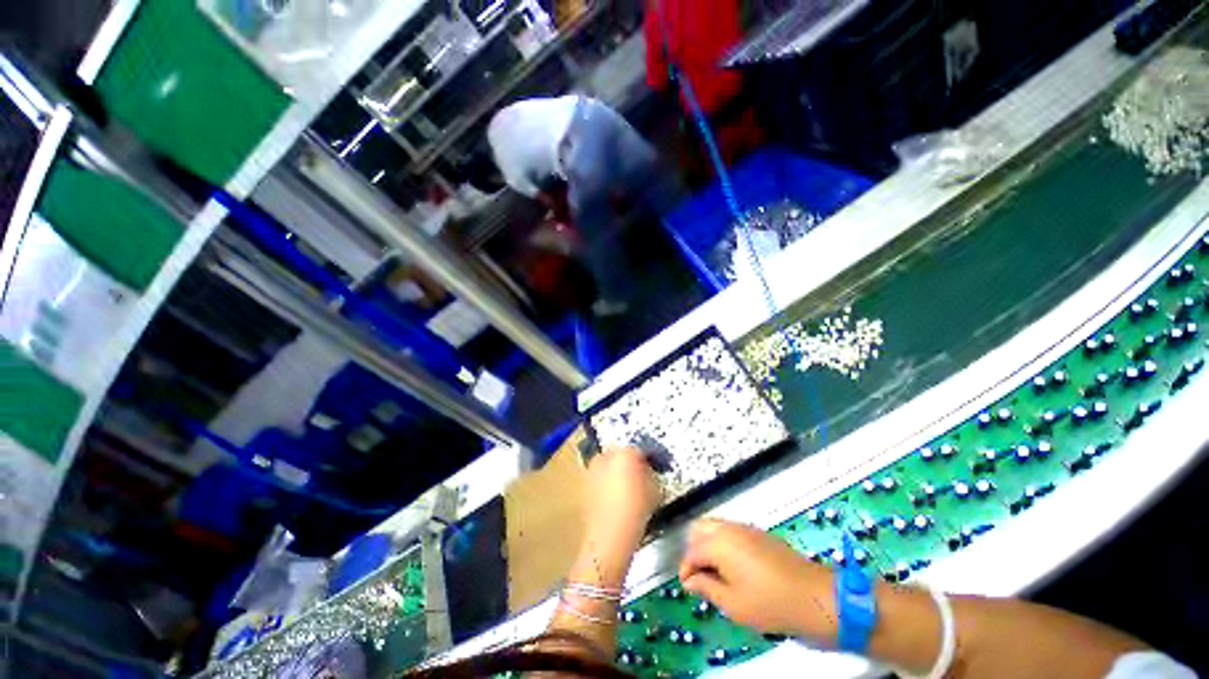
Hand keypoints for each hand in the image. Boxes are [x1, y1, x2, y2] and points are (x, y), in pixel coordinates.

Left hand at [582, 446, 662, 549]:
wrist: (611, 533)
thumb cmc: (636, 509)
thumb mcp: (654, 488)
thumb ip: (650, 473)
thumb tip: (646, 472)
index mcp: (625, 452)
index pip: (638, 449)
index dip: (646, 458)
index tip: (650, 467)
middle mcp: (606, 455)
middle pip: (620, 454)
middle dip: (627, 462)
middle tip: (638, 476)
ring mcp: (593, 469)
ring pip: (608, 465)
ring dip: (615, 472)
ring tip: (627, 489)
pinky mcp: (585, 485)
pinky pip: (600, 479)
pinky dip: (607, 484)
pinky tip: (616, 499)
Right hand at [678, 519, 837, 640]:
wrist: (814, 595)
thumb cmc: (770, 604)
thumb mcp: (733, 604)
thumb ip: (707, 588)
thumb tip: (690, 580)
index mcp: (719, 544)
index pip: (692, 551)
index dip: (686, 569)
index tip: (687, 586)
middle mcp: (729, 529)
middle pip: (699, 528)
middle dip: (694, 548)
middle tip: (699, 574)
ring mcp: (745, 527)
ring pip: (715, 526)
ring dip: (708, 543)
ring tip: (715, 571)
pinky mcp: (758, 532)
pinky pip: (731, 529)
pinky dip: (723, 541)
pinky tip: (733, 565)